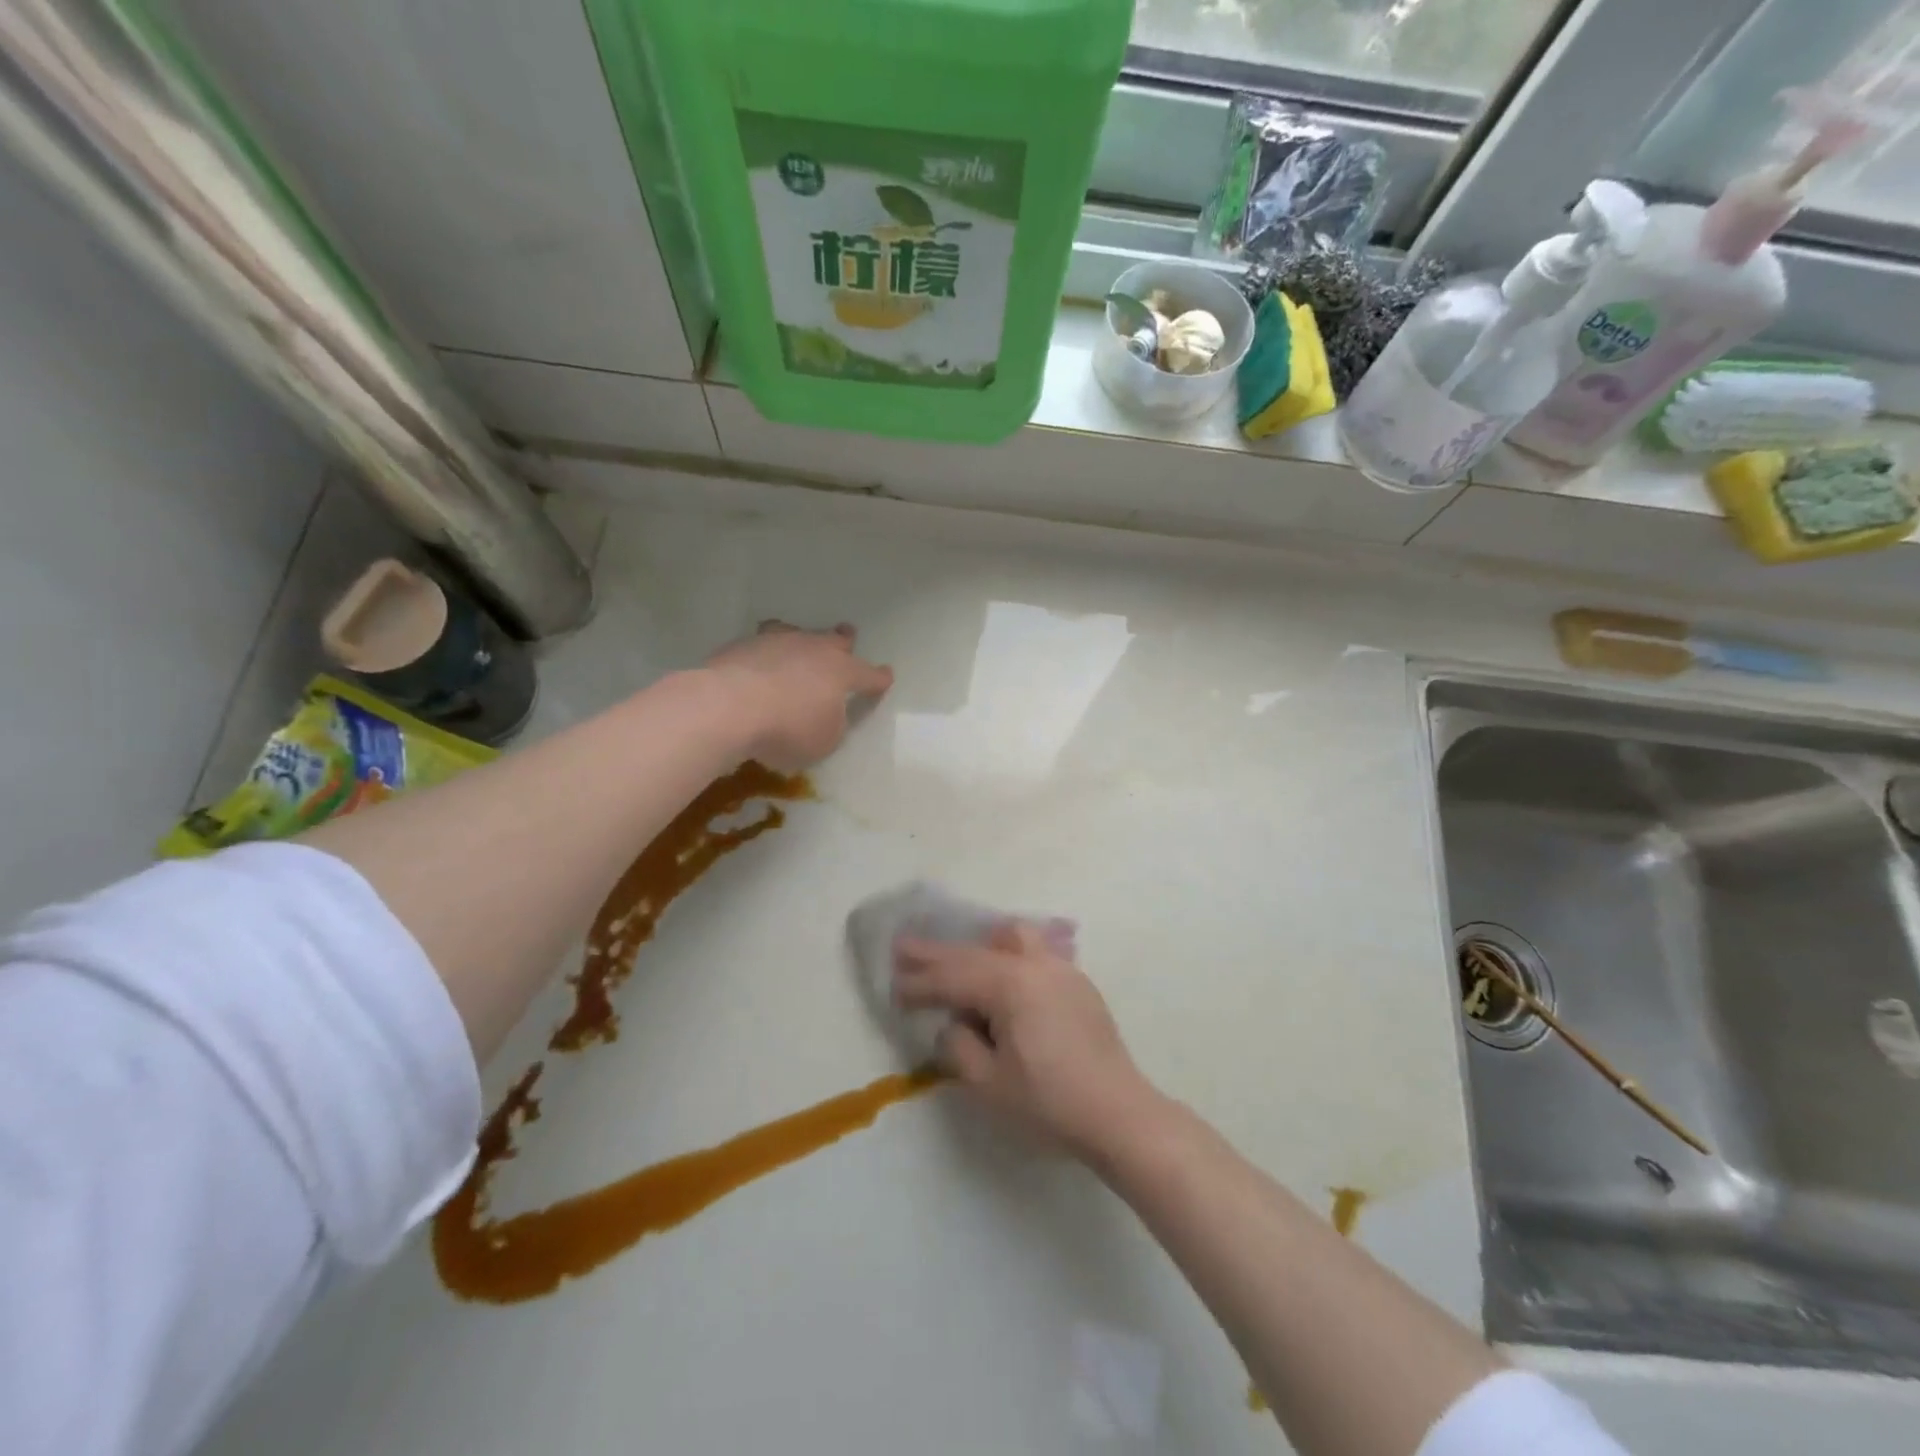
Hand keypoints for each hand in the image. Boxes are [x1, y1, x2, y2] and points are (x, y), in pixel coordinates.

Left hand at [705, 621, 892, 771]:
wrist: (729, 707)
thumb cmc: (788, 728)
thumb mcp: (824, 741)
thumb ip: (832, 727)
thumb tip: (827, 717)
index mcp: (841, 671)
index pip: (868, 674)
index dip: (879, 678)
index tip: (886, 676)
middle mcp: (812, 649)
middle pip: (834, 640)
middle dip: (843, 640)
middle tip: (847, 635)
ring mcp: (776, 642)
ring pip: (795, 634)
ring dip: (801, 639)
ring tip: (798, 641)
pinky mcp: (743, 646)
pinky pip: (762, 645)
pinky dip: (766, 654)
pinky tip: (759, 664)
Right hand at [894, 923, 1161, 1160]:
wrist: (1119, 1114)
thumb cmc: (1049, 1103)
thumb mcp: (988, 1083)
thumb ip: (959, 1044)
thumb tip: (954, 1022)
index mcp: (1009, 984)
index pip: (952, 976)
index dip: (919, 982)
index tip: (892, 985)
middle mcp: (1034, 964)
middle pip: (975, 952)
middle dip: (936, 953)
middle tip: (902, 946)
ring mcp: (1060, 968)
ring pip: (1010, 938)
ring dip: (978, 946)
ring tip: (959, 959)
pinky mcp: (1077, 982)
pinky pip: (1034, 952)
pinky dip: (1007, 954)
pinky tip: (1003, 973)